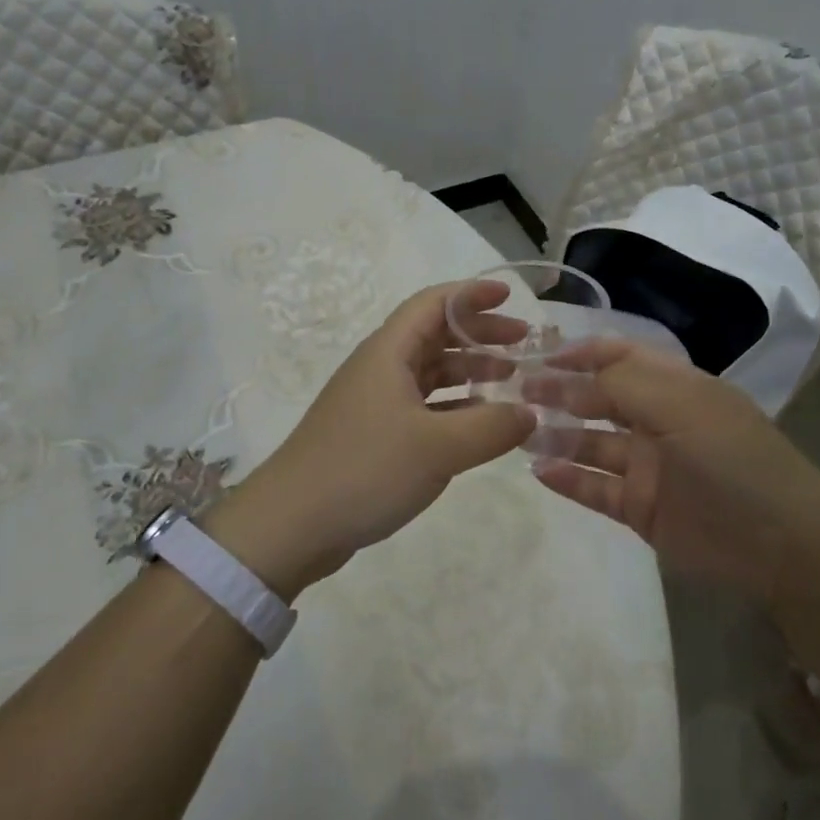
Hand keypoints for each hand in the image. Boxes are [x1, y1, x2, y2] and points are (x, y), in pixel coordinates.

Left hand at [216, 282, 534, 593]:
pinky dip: (454, 406)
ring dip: (469, 371)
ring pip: (430, 372)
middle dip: (479, 334)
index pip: (434, 303)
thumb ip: (491, 427)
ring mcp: (374, 402)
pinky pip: (422, 405)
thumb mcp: (438, 448)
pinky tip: (478, 424)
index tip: (509, 296)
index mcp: (389, 352)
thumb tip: (530, 413)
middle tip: (523, 343)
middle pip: (435, 335)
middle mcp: (380, 368)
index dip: (471, 294)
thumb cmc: (364, 470)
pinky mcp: (373, 435)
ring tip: (510, 380)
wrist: (290, 525)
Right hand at [526, 340, 819, 602]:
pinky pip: (596, 489)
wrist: (780, 544)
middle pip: (599, 399)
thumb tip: (571, 374)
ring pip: (592, 445)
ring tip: (518, 432)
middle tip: (516, 394)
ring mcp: (647, 467)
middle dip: (560, 393)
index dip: (582, 353)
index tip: (541, 357)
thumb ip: (623, 383)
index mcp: (674, 387)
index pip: (620, 357)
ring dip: (556, 436)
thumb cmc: (731, 458)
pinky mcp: (640, 508)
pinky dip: (568, 479)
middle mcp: (657, 421)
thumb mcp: (681, 405)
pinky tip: (539, 471)